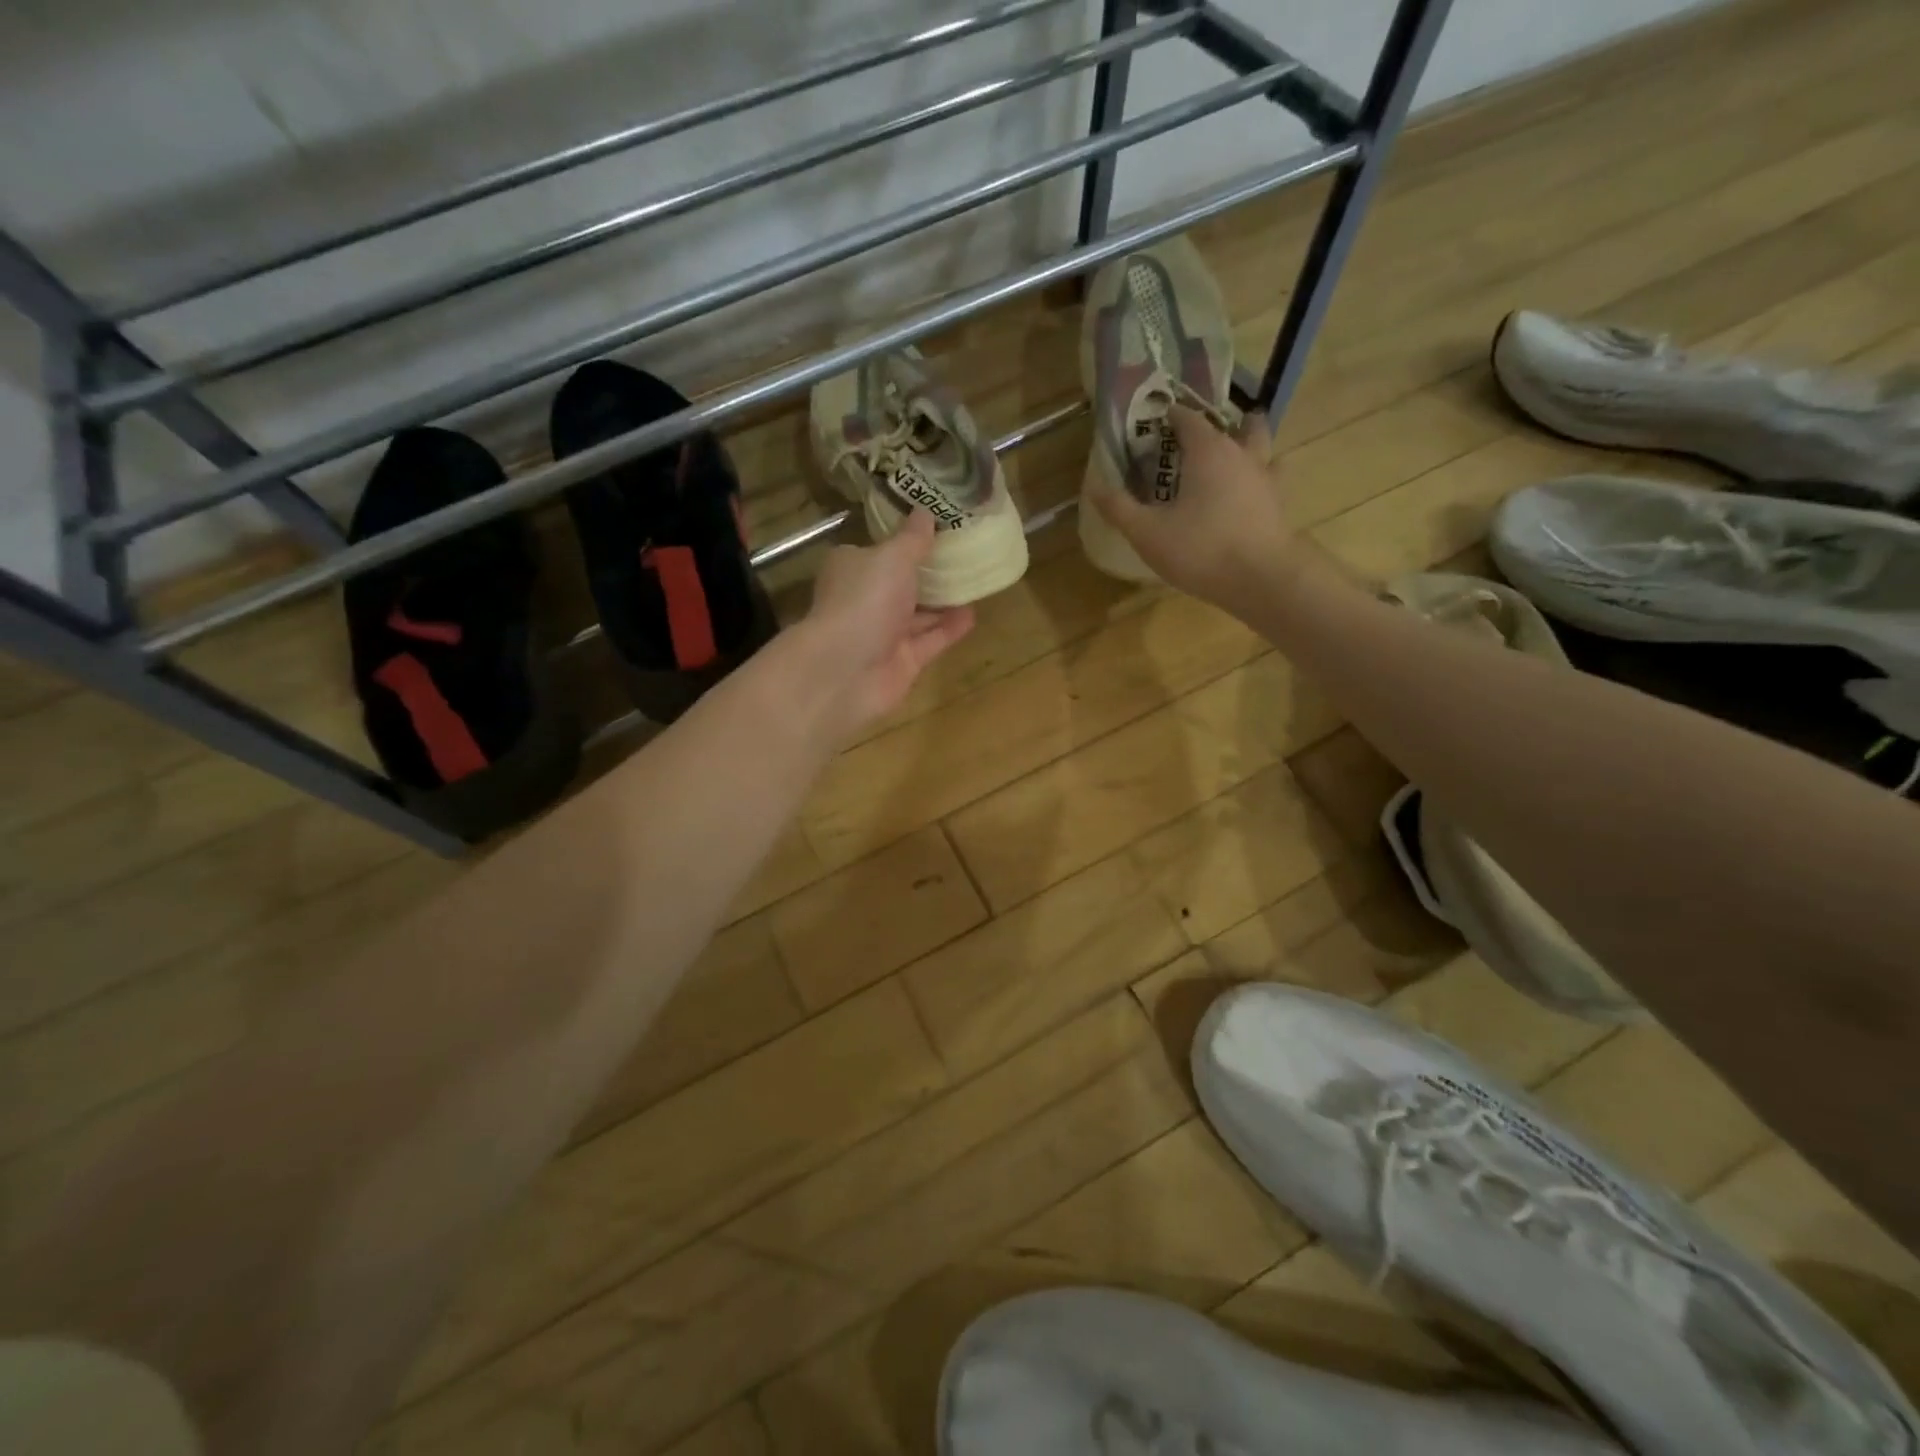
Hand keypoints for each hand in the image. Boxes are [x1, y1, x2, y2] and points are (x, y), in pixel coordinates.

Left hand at [793, 509, 974, 742]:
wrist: (845, 671)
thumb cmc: (863, 600)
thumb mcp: (892, 557)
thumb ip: (912, 538)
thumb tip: (925, 511)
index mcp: (852, 568)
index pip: (878, 550)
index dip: (904, 540)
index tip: (935, 529)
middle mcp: (865, 600)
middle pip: (900, 583)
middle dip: (928, 573)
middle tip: (965, 554)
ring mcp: (883, 634)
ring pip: (917, 615)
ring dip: (943, 602)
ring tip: (976, 582)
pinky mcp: (902, 662)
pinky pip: (930, 641)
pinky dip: (949, 629)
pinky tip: (973, 615)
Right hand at [1089, 407, 1306, 614]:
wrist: (1261, 579)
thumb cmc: (1200, 549)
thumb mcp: (1147, 532)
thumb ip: (1119, 508)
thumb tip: (1093, 486)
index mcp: (1208, 451)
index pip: (1187, 418)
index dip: (1170, 416)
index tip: (1154, 422)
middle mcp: (1241, 454)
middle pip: (1236, 424)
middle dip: (1218, 425)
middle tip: (1198, 441)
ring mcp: (1266, 478)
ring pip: (1263, 447)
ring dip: (1249, 444)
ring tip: (1231, 458)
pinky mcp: (1280, 504)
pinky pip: (1272, 479)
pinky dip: (1261, 479)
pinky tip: (1250, 494)